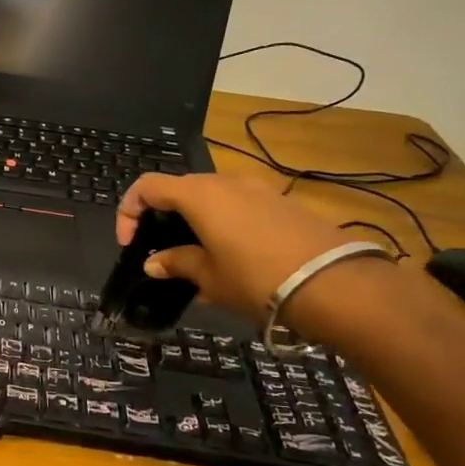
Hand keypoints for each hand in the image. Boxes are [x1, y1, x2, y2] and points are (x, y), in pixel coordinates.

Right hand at [115, 173, 372, 320]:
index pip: (147, 187)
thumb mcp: (208, 276)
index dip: (129, 212)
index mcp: (198, 195)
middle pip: (180, 189)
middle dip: (163, 216)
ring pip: (212, 197)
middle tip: (162, 251)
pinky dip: (224, 223)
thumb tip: (154, 262)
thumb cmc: (256, 278)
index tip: (130, 244)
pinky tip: (233, 256)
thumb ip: (176, 263)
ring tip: (198, 257)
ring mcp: (258, 189)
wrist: (335, 283)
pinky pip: (240, 206)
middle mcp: (226, 182)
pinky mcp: (283, 203)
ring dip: (195, 220)